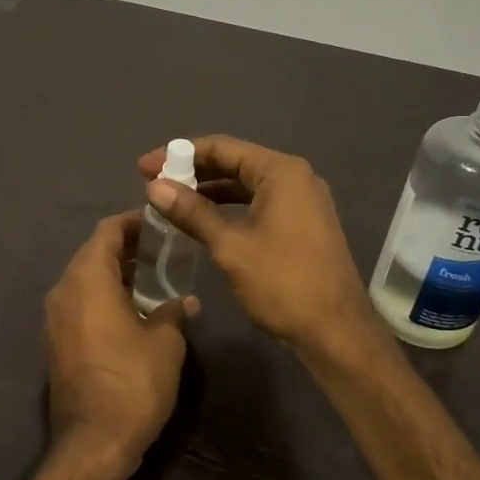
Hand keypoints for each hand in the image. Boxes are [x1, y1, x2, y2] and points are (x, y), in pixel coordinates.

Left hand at [43, 212, 196, 464]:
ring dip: (116, 274)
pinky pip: (80, 304)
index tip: (159, 222)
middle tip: (162, 249)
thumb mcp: (165, 343)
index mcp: (87, 279)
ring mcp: (55, 318)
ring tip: (153, 278)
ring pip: (85, 280)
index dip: (133, 222)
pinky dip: (104, 297)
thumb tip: (185, 301)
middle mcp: (64, 290)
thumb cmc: (133, 382)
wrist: (94, 442)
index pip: (107, 232)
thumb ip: (173, 312)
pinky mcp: (56, 342)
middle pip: (93, 253)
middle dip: (126, 248)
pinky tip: (134, 310)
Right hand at [138, 136, 376, 355]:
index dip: (179, 154)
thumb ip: (192, 212)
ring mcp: (302, 202)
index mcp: (281, 172)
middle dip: (193, 172)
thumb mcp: (230, 246)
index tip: (144, 167)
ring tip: (171, 202)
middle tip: (153, 184)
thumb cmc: (282, 282)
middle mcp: (295, 178)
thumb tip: (154, 187)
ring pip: (246, 185)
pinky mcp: (302, 225)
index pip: (222, 148)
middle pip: (234, 163)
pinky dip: (229, 209)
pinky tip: (203, 222)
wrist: (335, 331)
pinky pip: (258, 204)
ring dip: (209, 191)